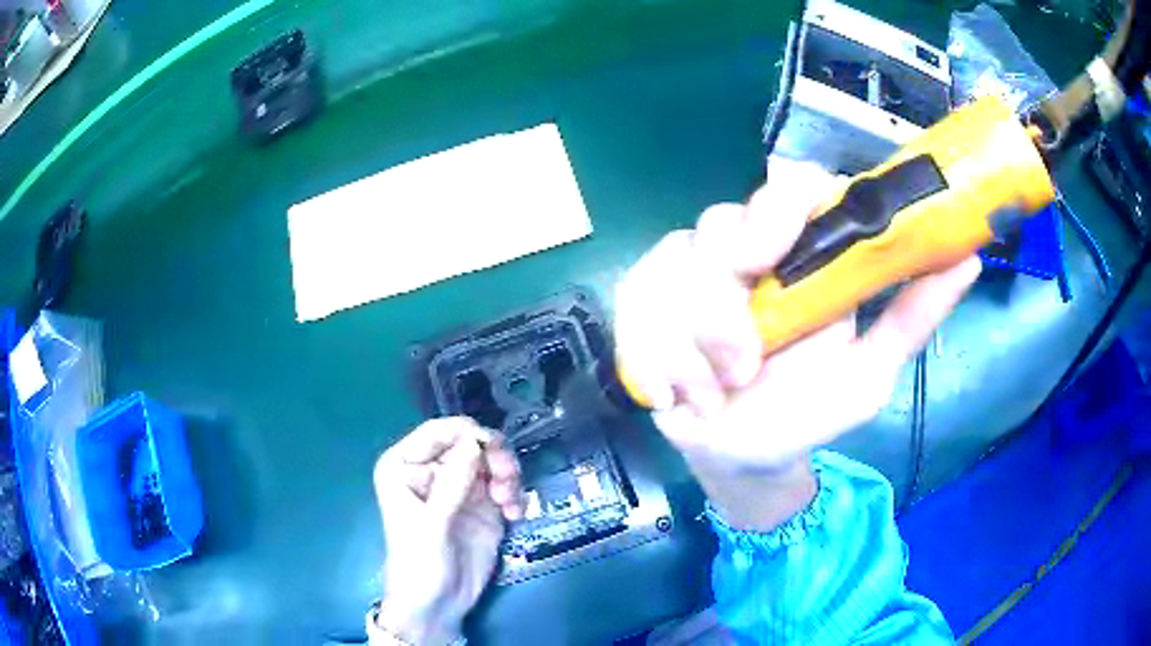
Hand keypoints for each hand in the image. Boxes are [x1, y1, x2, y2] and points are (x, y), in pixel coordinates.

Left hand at [373, 417, 522, 644]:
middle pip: (471, 443)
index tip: (492, 447)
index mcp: (405, 466)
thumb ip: (452, 482)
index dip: (467, 433)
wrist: (437, 605)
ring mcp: (460, 488)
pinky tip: (515, 514)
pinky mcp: (483, 507)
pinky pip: (505, 486)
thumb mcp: (432, 523)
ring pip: (492, 462)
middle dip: (494, 458)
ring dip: (507, 476)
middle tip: (507, 480)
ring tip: (509, 503)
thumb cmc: (419, 563)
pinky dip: (514, 495)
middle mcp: (432, 471)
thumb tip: (475, 441)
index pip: (437, 432)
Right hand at [615, 159, 979, 526]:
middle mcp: (745, 253)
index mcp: (801, 256)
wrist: (742, 457)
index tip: (792, 231)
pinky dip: (656, 357)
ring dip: (697, 345)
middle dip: (729, 290)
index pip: (791, 188)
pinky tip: (675, 395)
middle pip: (722, 224)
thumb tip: (970, 259)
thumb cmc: (808, 411)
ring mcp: (689, 276)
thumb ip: (914, 315)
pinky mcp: (643, 305)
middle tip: (747, 356)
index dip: (787, 197)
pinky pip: (637, 306)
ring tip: (719, 395)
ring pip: (677, 271)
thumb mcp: (870, 370)